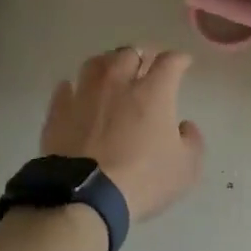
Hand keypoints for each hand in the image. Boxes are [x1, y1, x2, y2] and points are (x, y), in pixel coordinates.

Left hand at [42, 46, 205, 221]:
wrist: (86, 196)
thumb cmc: (143, 180)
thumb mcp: (186, 168)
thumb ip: (192, 141)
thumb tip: (185, 127)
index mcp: (153, 92)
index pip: (170, 61)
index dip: (179, 59)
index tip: (184, 63)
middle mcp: (118, 83)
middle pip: (129, 54)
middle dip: (141, 56)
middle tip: (146, 66)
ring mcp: (85, 94)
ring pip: (96, 63)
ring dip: (108, 64)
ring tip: (112, 72)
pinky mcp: (59, 111)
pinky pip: (66, 88)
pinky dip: (75, 88)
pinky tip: (77, 94)